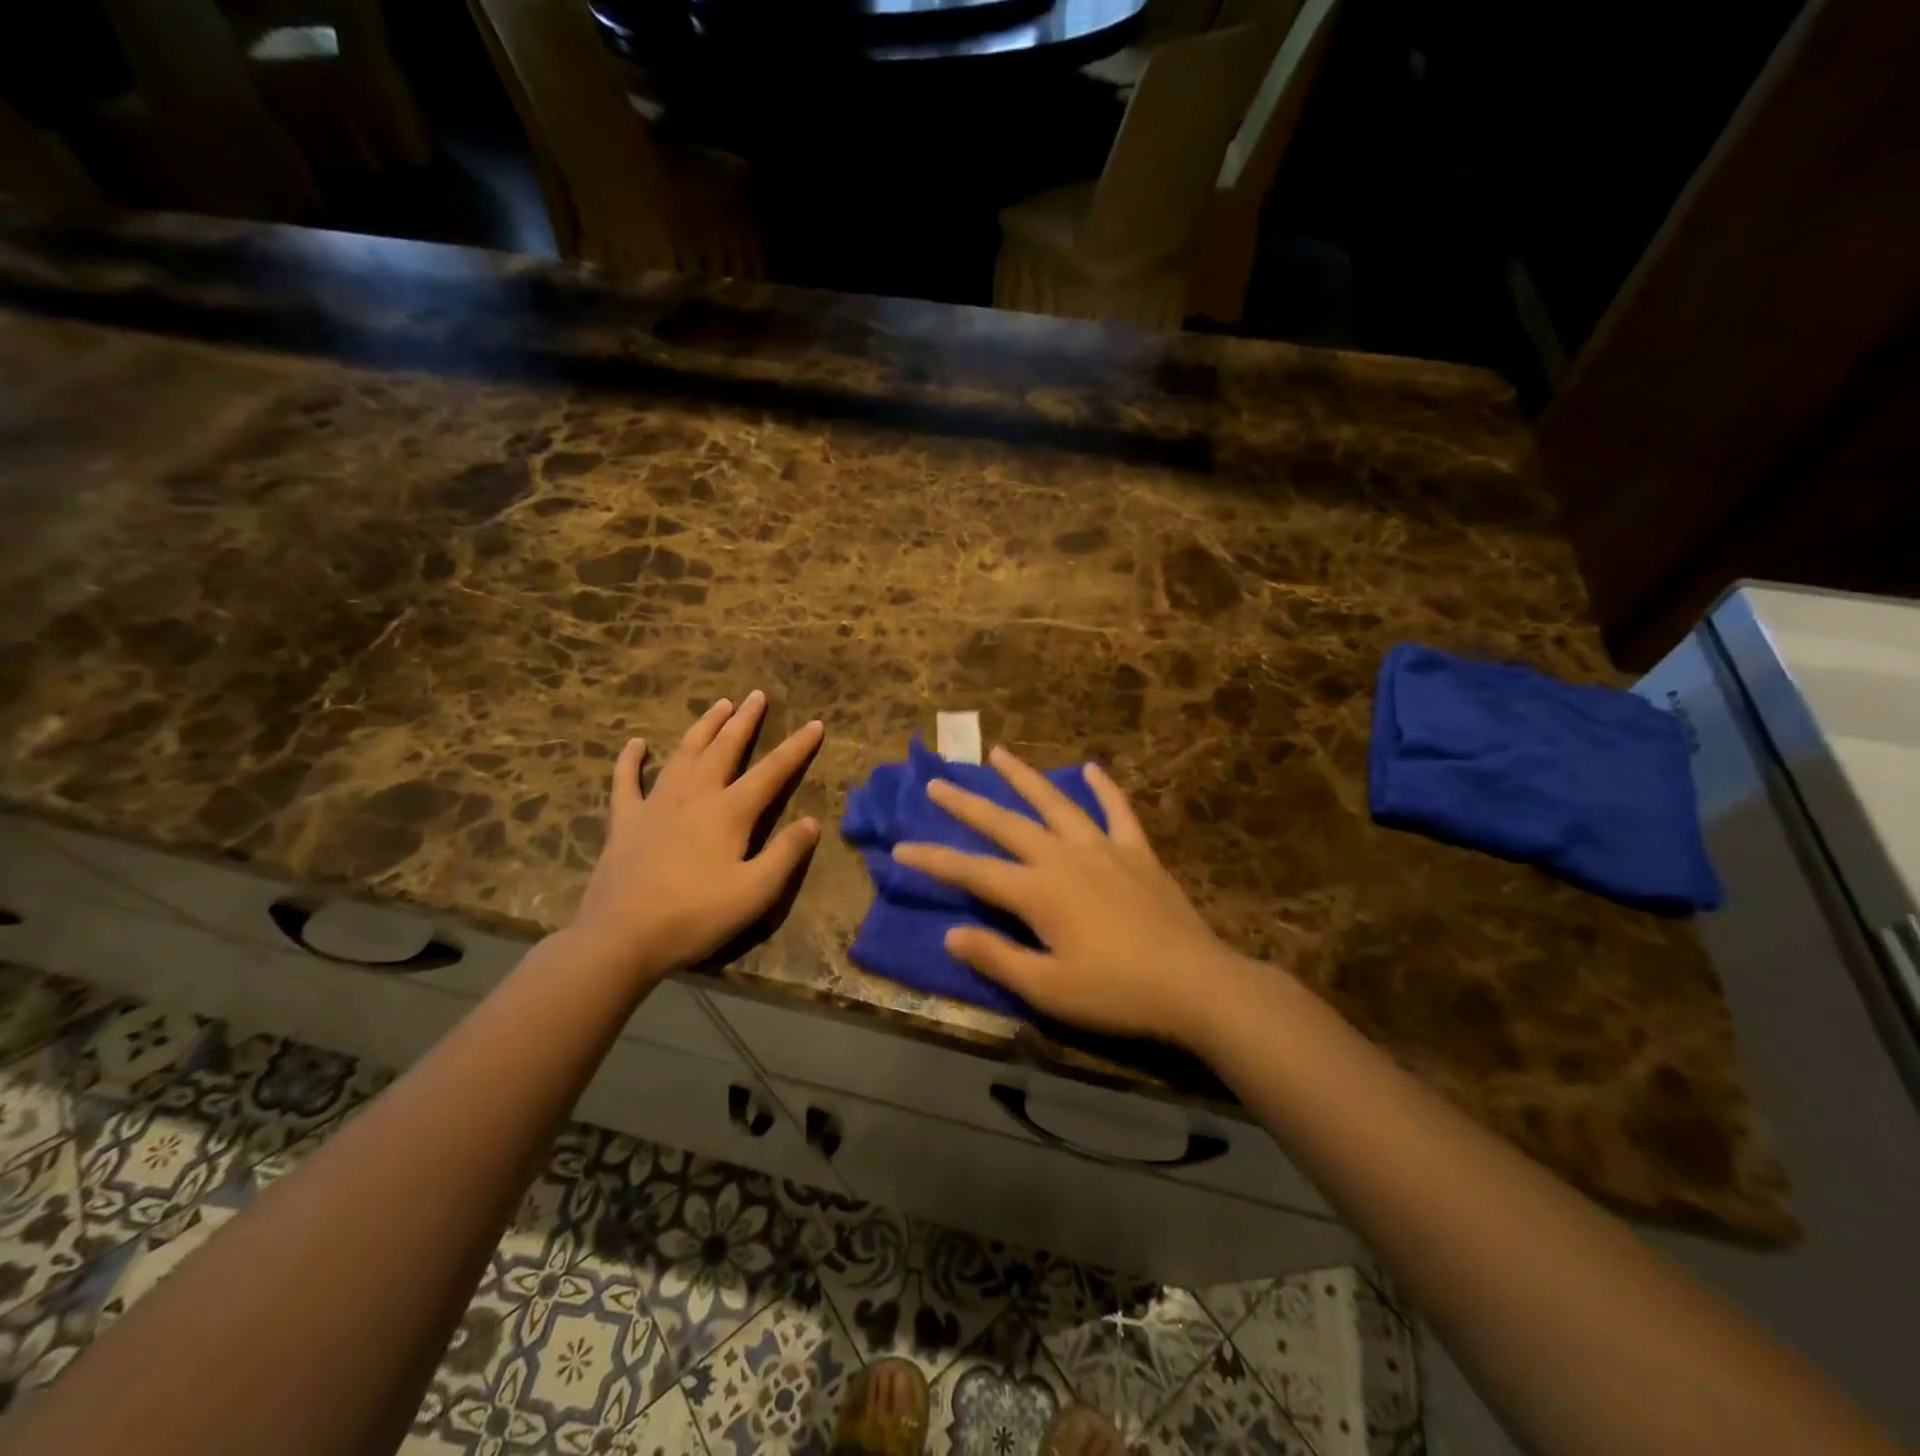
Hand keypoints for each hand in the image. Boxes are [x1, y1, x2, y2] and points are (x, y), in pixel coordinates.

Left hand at [570, 691, 823, 982]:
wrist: (621, 938)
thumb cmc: (695, 917)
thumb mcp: (755, 893)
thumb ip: (785, 854)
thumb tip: (811, 821)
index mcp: (729, 813)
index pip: (772, 771)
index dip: (796, 747)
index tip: (815, 724)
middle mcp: (694, 796)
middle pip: (724, 749)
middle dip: (745, 721)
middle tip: (756, 695)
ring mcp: (655, 804)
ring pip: (683, 754)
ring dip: (703, 727)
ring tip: (719, 705)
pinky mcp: (624, 821)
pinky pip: (626, 781)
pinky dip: (630, 760)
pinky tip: (636, 744)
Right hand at [892, 746, 1243, 1046]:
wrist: (1195, 985)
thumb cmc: (1116, 993)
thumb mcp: (1048, 988)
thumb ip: (996, 957)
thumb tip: (950, 934)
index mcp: (1038, 892)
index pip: (973, 871)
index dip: (934, 859)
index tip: (900, 847)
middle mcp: (1064, 857)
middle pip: (1007, 824)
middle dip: (968, 804)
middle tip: (938, 783)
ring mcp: (1103, 849)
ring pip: (1056, 804)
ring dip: (1025, 778)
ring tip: (999, 754)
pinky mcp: (1137, 852)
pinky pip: (1117, 811)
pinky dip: (1104, 788)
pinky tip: (1092, 769)